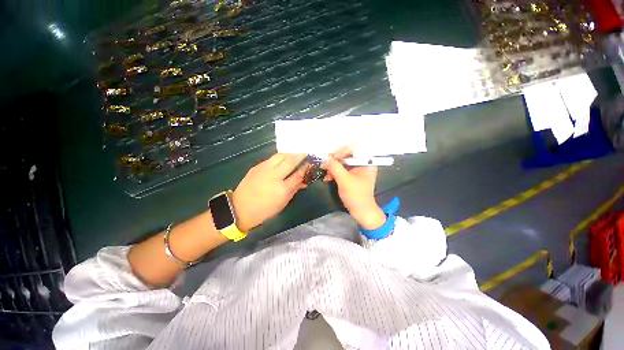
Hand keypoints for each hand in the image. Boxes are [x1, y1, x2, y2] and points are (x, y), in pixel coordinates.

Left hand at [232, 153, 307, 231]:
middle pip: (290, 161)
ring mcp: (264, 169)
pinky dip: (280, 157)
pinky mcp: (257, 166)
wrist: (240, 208)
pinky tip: (282, 159)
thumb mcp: (283, 202)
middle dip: (300, 156)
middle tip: (305, 154)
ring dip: (290, 154)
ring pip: (280, 156)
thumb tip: (304, 182)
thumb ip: (294, 189)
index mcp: (283, 189)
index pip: (298, 174)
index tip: (310, 164)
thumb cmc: (265, 209)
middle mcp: (275, 176)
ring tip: (295, 154)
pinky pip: (271, 159)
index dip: (305, 168)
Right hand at [323, 146, 385, 229]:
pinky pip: (342, 169)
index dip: (341, 151)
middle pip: (347, 154)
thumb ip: (334, 167)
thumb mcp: (344, 180)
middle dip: (335, 160)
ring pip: (343, 162)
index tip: (330, 158)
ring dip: (333, 167)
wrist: (361, 211)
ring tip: (326, 174)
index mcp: (367, 161)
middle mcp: (363, 162)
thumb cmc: (356, 195)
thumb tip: (325, 158)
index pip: (353, 148)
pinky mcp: (352, 175)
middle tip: (325, 164)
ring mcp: (358, 169)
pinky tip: (328, 177)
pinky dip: (335, 172)